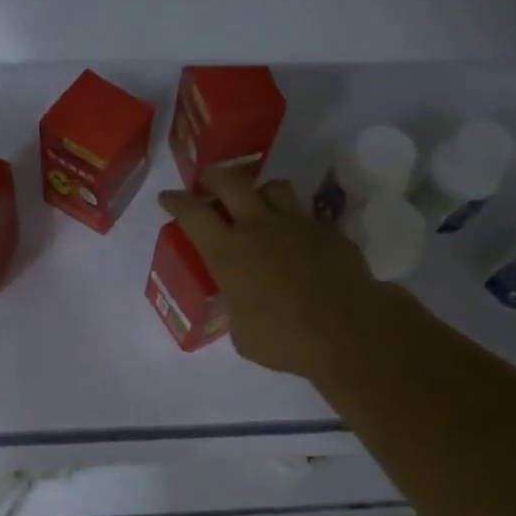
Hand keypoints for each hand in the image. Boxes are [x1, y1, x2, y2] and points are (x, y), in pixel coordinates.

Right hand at [158, 167, 401, 381]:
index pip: (193, 213)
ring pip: (274, 187)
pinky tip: (299, 239)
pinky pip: (307, 215)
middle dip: (215, 177)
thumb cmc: (284, 338)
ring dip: (261, 192)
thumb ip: (238, 310)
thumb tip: (244, 308)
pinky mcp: (328, 231)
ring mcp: (297, 224)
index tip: (167, 197)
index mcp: (228, 251)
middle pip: (231, 182)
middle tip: (209, 182)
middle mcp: (258, 227)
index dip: (176, 201)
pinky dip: (297, 222)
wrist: (348, 330)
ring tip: (259, 204)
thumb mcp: (242, 334)